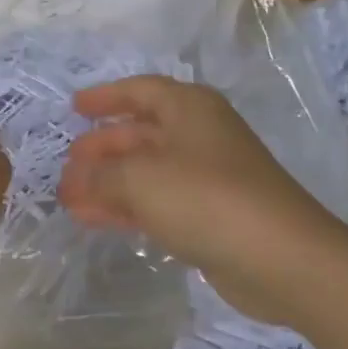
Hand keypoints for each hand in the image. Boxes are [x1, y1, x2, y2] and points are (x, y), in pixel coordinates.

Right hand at [59, 77, 342, 325]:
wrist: (280, 258)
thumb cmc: (207, 198)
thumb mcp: (141, 178)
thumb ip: (101, 176)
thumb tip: (77, 180)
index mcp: (189, 108)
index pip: (140, 90)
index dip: (105, 97)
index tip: (74, 107)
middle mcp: (199, 135)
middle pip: (140, 133)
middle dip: (101, 150)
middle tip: (67, 167)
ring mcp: (207, 177)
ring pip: (147, 172)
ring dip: (108, 183)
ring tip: (70, 199)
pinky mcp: (210, 215)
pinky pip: (158, 202)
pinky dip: (127, 207)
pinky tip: (97, 220)